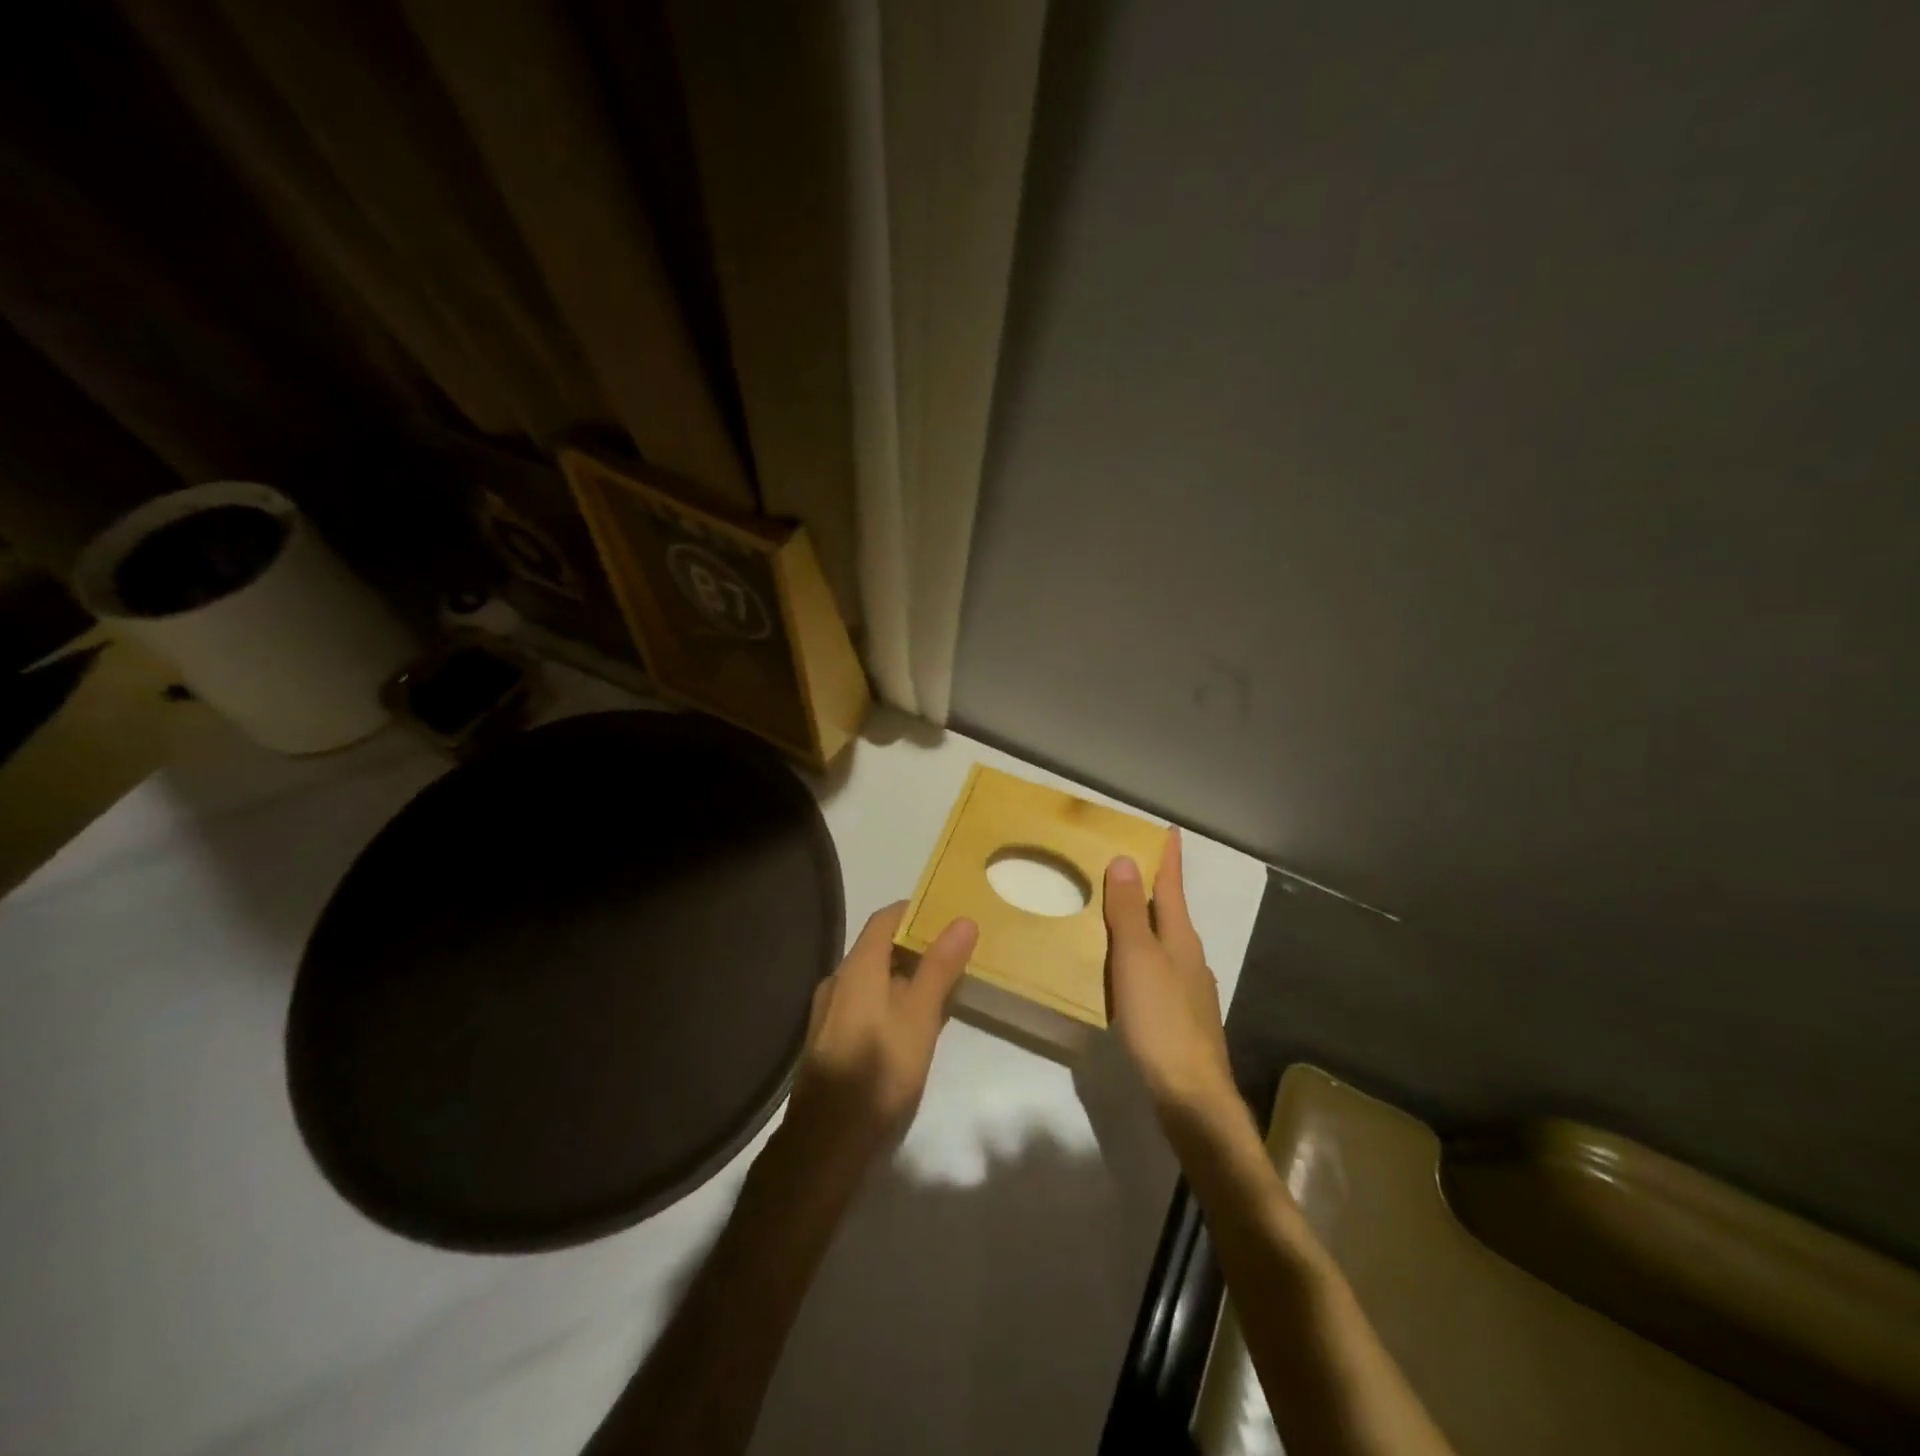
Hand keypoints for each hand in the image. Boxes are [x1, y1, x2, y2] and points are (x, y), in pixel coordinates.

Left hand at [784, 903, 977, 1167]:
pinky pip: (864, 1005)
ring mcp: (829, 1013)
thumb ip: (939, 968)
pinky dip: (890, 1002)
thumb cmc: (879, 1071)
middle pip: (877, 949)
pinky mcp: (830, 1041)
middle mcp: (837, 981)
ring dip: (904, 977)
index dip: (915, 912)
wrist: (825, 1143)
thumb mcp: (919, 1017)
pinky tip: (911, 1026)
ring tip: (940, 989)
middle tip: (954, 954)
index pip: (885, 919)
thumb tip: (962, 920)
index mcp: (857, 968)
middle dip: (915, 947)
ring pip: (871, 980)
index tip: (947, 916)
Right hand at [1105, 830, 1234, 1120]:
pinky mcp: (1181, 1017)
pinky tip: (1127, 972)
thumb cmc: (1161, 1019)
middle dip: (1154, 888)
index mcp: (1181, 939)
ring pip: (1165, 943)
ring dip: (1146, 923)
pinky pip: (1158, 971)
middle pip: (1170, 913)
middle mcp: (1190, 958)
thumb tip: (1125, 860)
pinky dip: (1142, 957)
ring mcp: (1189, 990)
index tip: (1169, 831)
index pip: (1172, 887)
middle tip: (1129, 866)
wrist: (1191, 1095)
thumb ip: (1128, 912)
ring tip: (1119, 914)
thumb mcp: (1137, 959)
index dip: (1168, 859)